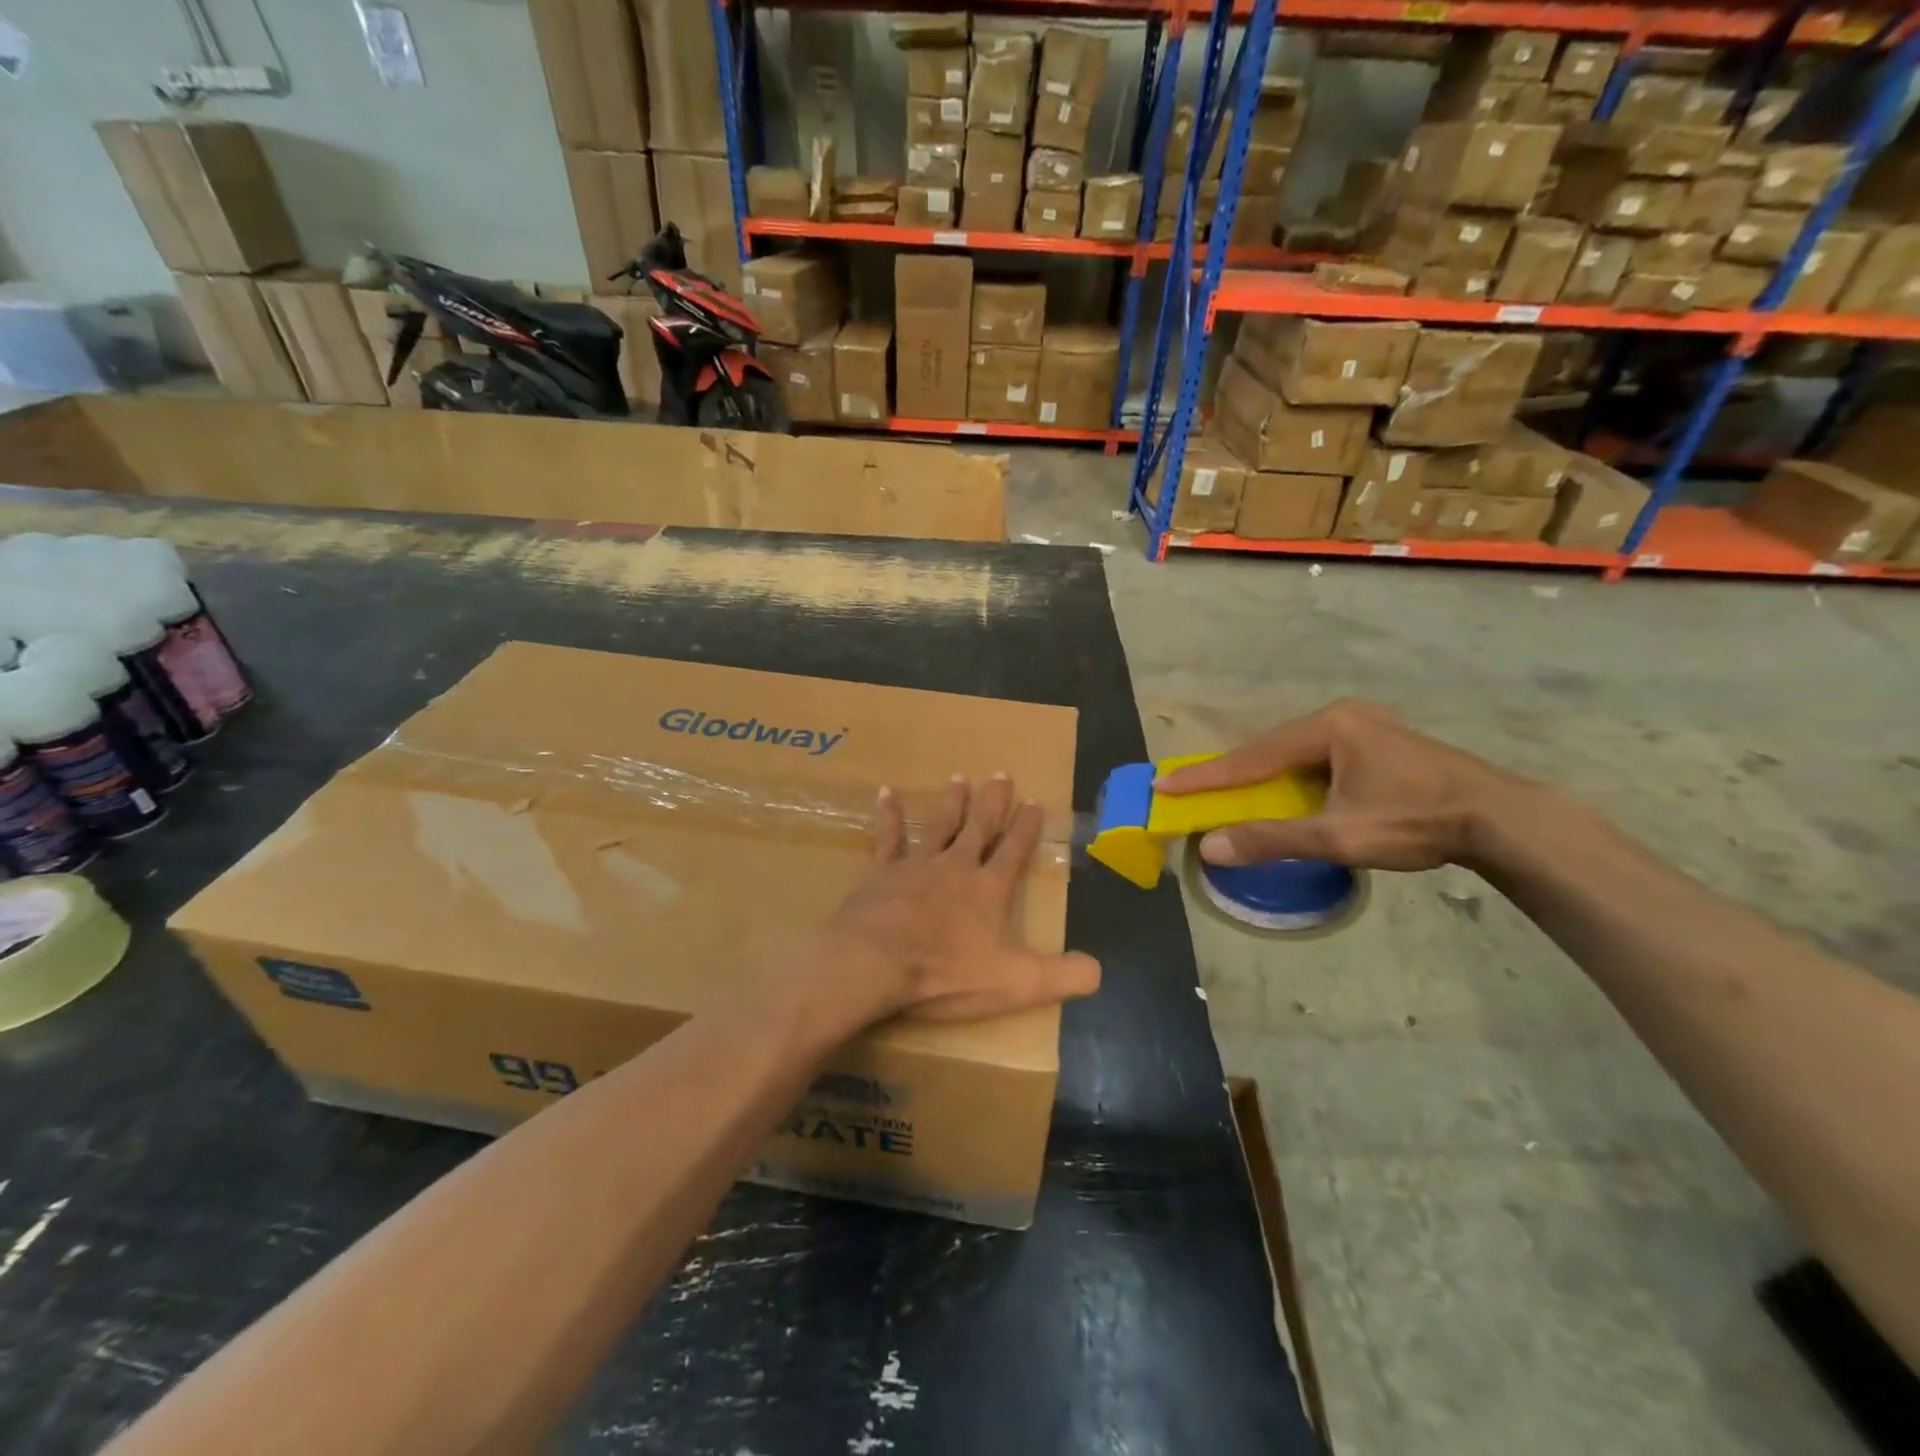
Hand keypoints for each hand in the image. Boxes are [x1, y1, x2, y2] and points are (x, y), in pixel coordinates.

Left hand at [824, 775, 1100, 1023]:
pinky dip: (889, 815)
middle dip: (993, 802)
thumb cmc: (946, 972)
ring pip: (940, 825)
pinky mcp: (882, 873)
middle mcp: (957, 866)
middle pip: (979, 827)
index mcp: (989, 889)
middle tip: (1001, 774)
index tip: (1035, 802)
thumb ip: (1062, 976)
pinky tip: (887, 793)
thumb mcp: (1016, 983)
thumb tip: (1100, 971)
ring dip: (951, 802)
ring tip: (959, 778)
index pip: (1014, 850)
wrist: (876, 964)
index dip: (1027, 827)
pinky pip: (888, 837)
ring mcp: (918, 865)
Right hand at [1154, 699, 1525, 871]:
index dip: (1206, 776)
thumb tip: (1210, 848)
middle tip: (1192, 790)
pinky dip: (1290, 776)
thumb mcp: (1339, 835)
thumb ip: (1272, 840)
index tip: (1164, 786)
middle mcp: (1341, 716)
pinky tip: (1283, 791)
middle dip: (1231, 773)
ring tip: (1229, 793)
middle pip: (1270, 748)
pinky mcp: (1378, 742)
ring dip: (1261, 775)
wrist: (1501, 819)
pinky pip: (1316, 757)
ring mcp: (1363, 726)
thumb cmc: (1417, 822)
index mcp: (1328, 728)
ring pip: (1293, 752)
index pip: (1251, 756)